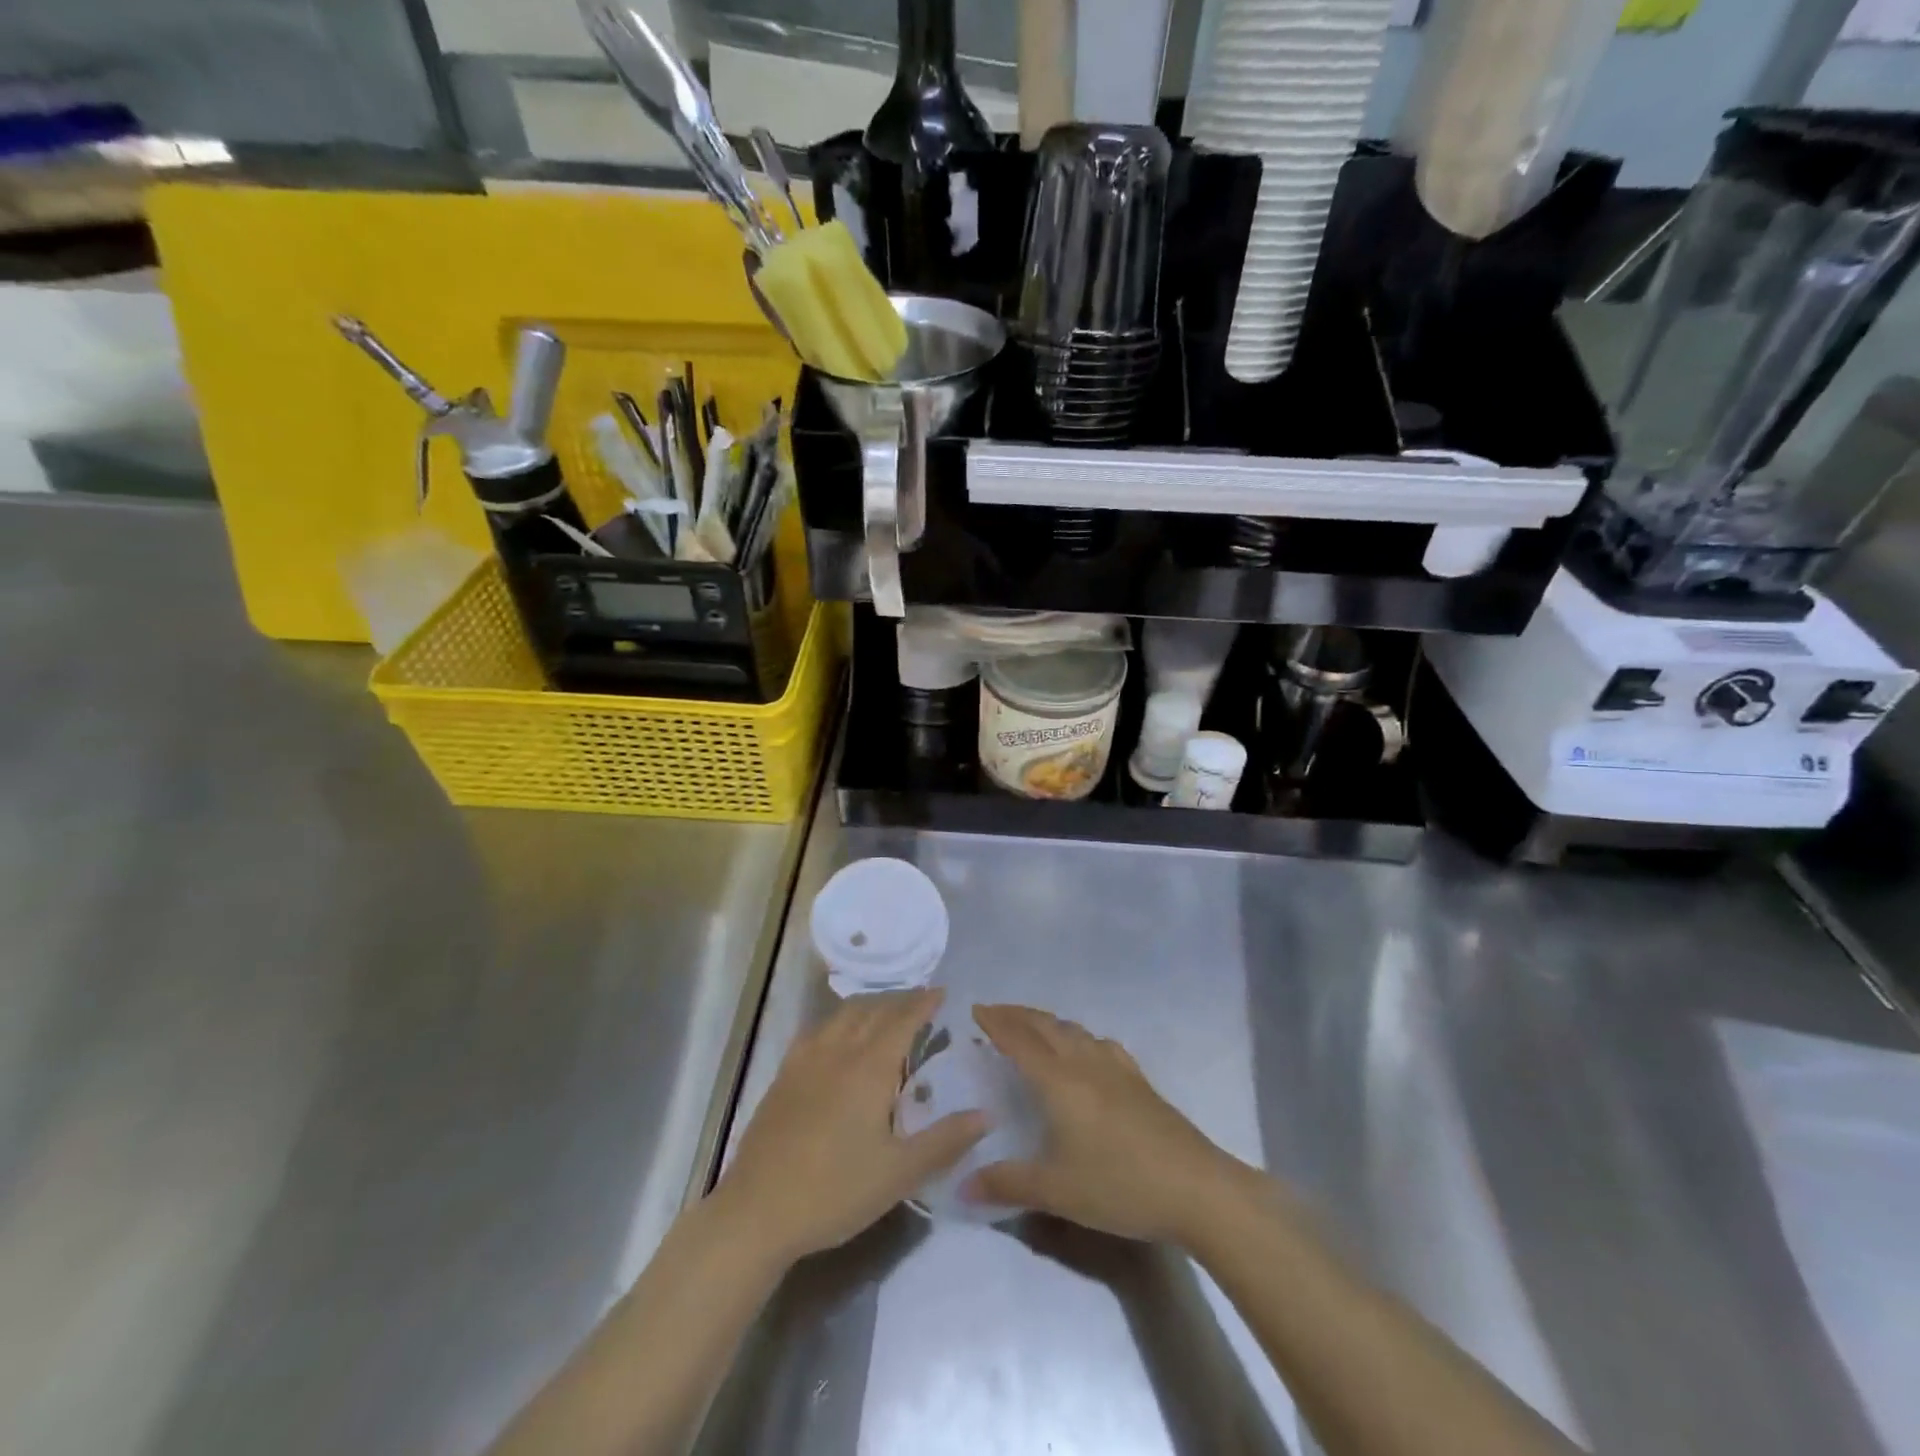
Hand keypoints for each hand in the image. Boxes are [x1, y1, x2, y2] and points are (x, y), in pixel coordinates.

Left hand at [711, 988, 986, 1265]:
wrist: (757, 1212)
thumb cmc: (835, 1191)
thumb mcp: (899, 1173)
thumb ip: (945, 1141)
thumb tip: (987, 1115)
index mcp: (870, 1068)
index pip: (902, 1020)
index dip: (923, 1003)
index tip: (942, 992)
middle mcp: (839, 1052)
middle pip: (872, 1010)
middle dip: (899, 1000)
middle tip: (919, 1002)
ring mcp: (806, 1061)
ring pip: (842, 1015)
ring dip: (868, 1005)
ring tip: (884, 1012)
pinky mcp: (784, 1076)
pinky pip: (816, 1030)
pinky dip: (837, 1021)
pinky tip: (837, 1036)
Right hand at [965, 1004, 1248, 1245]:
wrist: (1195, 1188)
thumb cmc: (1119, 1185)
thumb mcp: (1057, 1191)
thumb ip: (1007, 1184)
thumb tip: (961, 1185)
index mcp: (1059, 1081)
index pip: (1019, 1041)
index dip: (996, 1023)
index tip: (976, 1009)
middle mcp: (1085, 1063)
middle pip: (1046, 1026)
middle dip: (1017, 1015)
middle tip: (995, 1012)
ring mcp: (1116, 1068)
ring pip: (1074, 1030)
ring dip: (1047, 1022)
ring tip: (1033, 1027)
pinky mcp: (1139, 1080)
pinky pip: (1100, 1044)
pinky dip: (1079, 1036)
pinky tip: (1086, 1050)